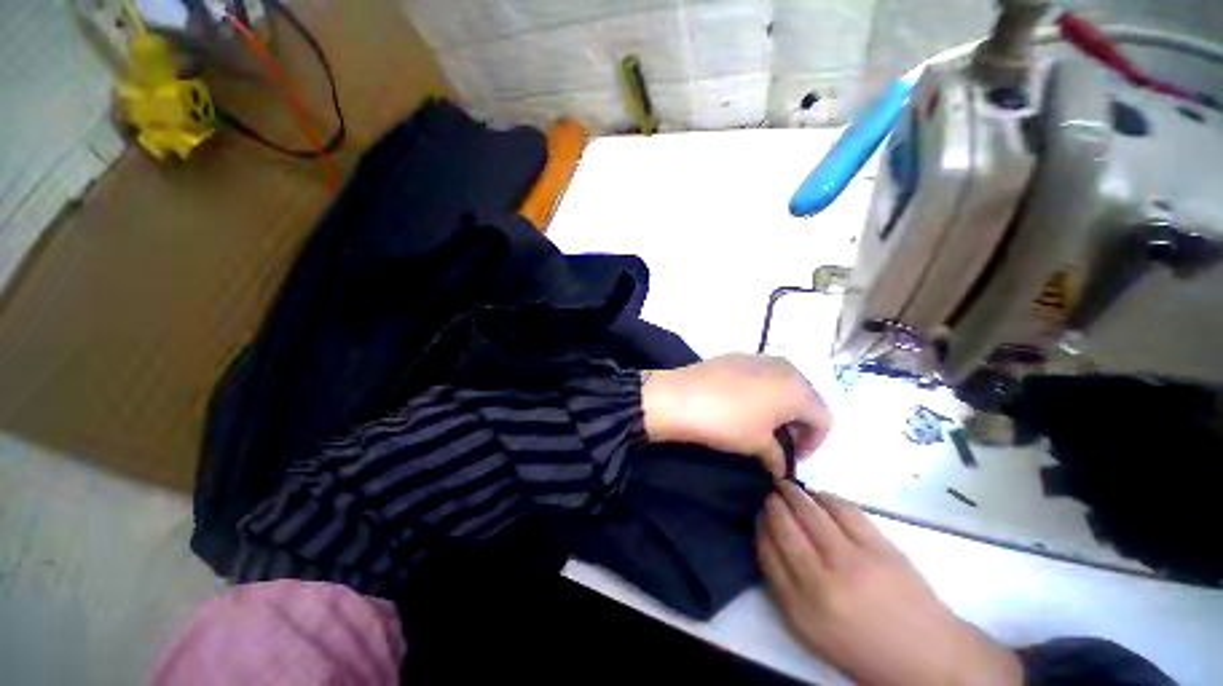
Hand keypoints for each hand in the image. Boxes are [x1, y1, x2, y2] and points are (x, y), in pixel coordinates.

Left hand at [641, 354, 831, 476]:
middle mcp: (784, 366)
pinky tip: (741, 407)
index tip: (794, 458)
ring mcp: (758, 357)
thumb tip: (782, 467)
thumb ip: (779, 457)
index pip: (823, 418)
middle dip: (797, 424)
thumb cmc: (726, 421)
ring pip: (782, 385)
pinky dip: (761, 393)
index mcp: (798, 387)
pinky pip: (760, 376)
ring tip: (760, 426)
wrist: (678, 397)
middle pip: (804, 398)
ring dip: (779, 408)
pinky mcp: (736, 356)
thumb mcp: (757, 445)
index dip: (814, 443)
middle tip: (779, 444)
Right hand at [758, 483, 1023, 685]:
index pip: (767, 551)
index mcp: (801, 608)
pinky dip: (825, 496)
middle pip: (785, 526)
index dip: (759, 525)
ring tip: (787, 486)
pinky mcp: (879, 547)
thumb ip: (784, 586)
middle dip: (772, 503)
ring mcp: (853, 561)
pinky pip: (843, 509)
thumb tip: (768, 539)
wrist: (928, 657)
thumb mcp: (812, 631)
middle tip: (770, 492)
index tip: (758, 513)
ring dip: (794, 493)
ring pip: (810, 512)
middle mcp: (821, 581)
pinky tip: (818, 495)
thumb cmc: (863, 647)